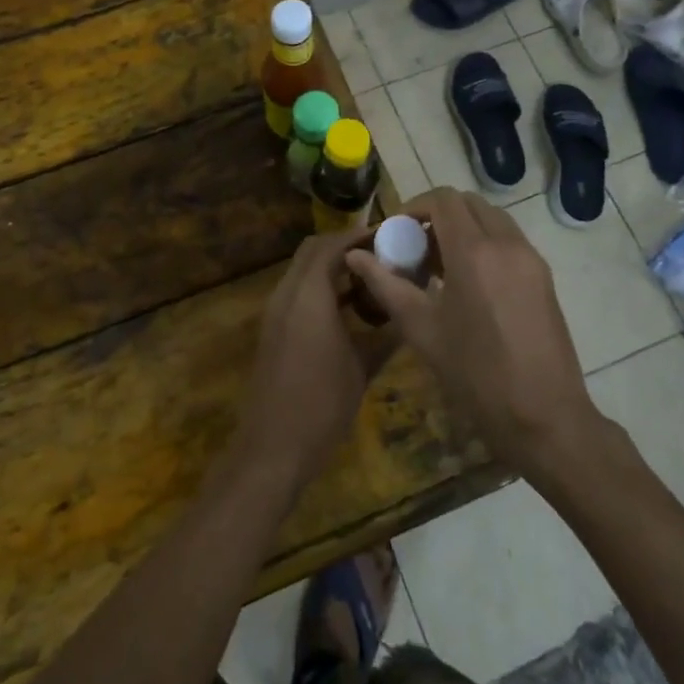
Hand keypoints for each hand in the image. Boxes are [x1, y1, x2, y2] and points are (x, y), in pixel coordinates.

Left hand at [233, 229, 396, 495]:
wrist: (272, 448)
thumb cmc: (322, 405)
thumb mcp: (363, 368)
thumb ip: (386, 334)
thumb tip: (410, 312)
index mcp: (309, 295)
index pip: (331, 245)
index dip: (359, 235)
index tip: (389, 235)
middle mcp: (287, 294)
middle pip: (313, 250)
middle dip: (345, 246)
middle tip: (381, 253)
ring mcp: (276, 311)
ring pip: (303, 270)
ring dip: (332, 266)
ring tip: (372, 277)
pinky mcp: (274, 329)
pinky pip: (298, 291)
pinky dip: (322, 287)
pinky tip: (350, 307)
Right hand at [346, 188, 599, 479]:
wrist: (545, 418)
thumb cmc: (475, 374)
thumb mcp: (421, 329)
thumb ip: (385, 284)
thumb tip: (355, 255)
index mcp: (474, 251)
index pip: (443, 200)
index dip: (415, 206)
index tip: (396, 232)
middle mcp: (507, 243)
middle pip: (469, 203)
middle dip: (438, 215)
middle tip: (416, 247)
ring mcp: (530, 259)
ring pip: (492, 219)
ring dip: (463, 228)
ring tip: (440, 267)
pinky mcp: (544, 277)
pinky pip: (509, 241)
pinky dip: (485, 244)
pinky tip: (468, 284)